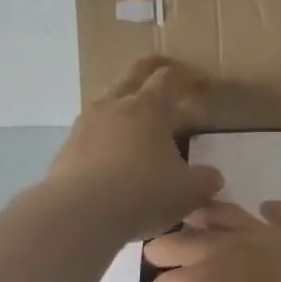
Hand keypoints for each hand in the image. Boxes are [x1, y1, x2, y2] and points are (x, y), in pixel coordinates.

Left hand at [46, 58, 222, 240]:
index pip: (170, 78)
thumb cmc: (143, 192)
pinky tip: (115, 151)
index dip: (189, 78)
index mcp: (149, 107)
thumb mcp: (188, 191)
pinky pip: (93, 129)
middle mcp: (115, 106)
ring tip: (139, 114)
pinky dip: (108, 131)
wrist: (80, 214)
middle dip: (153, 67)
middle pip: (134, 73)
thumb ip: (205, 180)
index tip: (204, 85)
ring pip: (109, 98)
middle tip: (168, 69)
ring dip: (126, 99)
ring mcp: (86, 124)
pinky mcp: (67, 148)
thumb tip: (213, 177)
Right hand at [141, 201, 280, 281]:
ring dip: (205, 217)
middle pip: (186, 241)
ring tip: (194, 219)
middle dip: (165, 251)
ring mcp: (271, 236)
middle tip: (154, 256)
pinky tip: (264, 214)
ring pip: (228, 214)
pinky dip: (268, 211)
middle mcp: (231, 248)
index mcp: (205, 280)